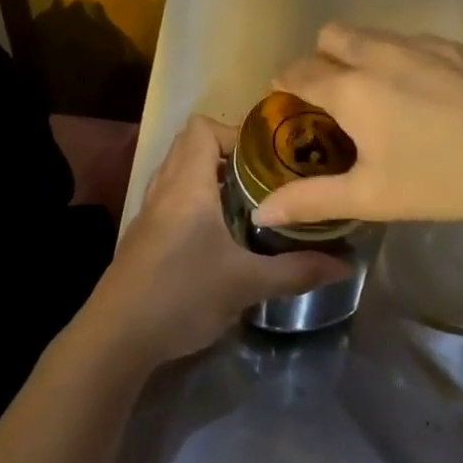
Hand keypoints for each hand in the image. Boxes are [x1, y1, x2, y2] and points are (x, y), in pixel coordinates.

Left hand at [85, 115, 353, 363]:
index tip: (267, 158)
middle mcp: (164, 187)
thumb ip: (296, 271)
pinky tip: (216, 234)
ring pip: (177, 172)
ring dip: (208, 176)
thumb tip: (346, 264)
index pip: (202, 127)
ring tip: (245, 201)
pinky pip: (169, 197)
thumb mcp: (245, 284)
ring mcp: (148, 211)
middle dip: (227, 153)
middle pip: (189, 144)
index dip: (234, 133)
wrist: (116, 335)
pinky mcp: (142, 235)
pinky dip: (193, 200)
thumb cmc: (181, 294)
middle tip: (264, 177)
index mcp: (187, 184)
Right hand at [254, 23, 462, 228]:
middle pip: (328, 36)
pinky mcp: (452, 44)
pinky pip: (407, 39)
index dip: (284, 84)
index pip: (296, 70)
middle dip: (320, 59)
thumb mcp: (372, 197)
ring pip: (369, 33)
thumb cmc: (443, 180)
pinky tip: (423, 93)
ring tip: (379, 95)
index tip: (290, 106)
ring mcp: (418, 43)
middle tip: (335, 98)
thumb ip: (312, 200)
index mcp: (350, 87)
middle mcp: (377, 52)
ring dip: (358, 54)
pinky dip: (398, 57)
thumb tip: (261, 211)